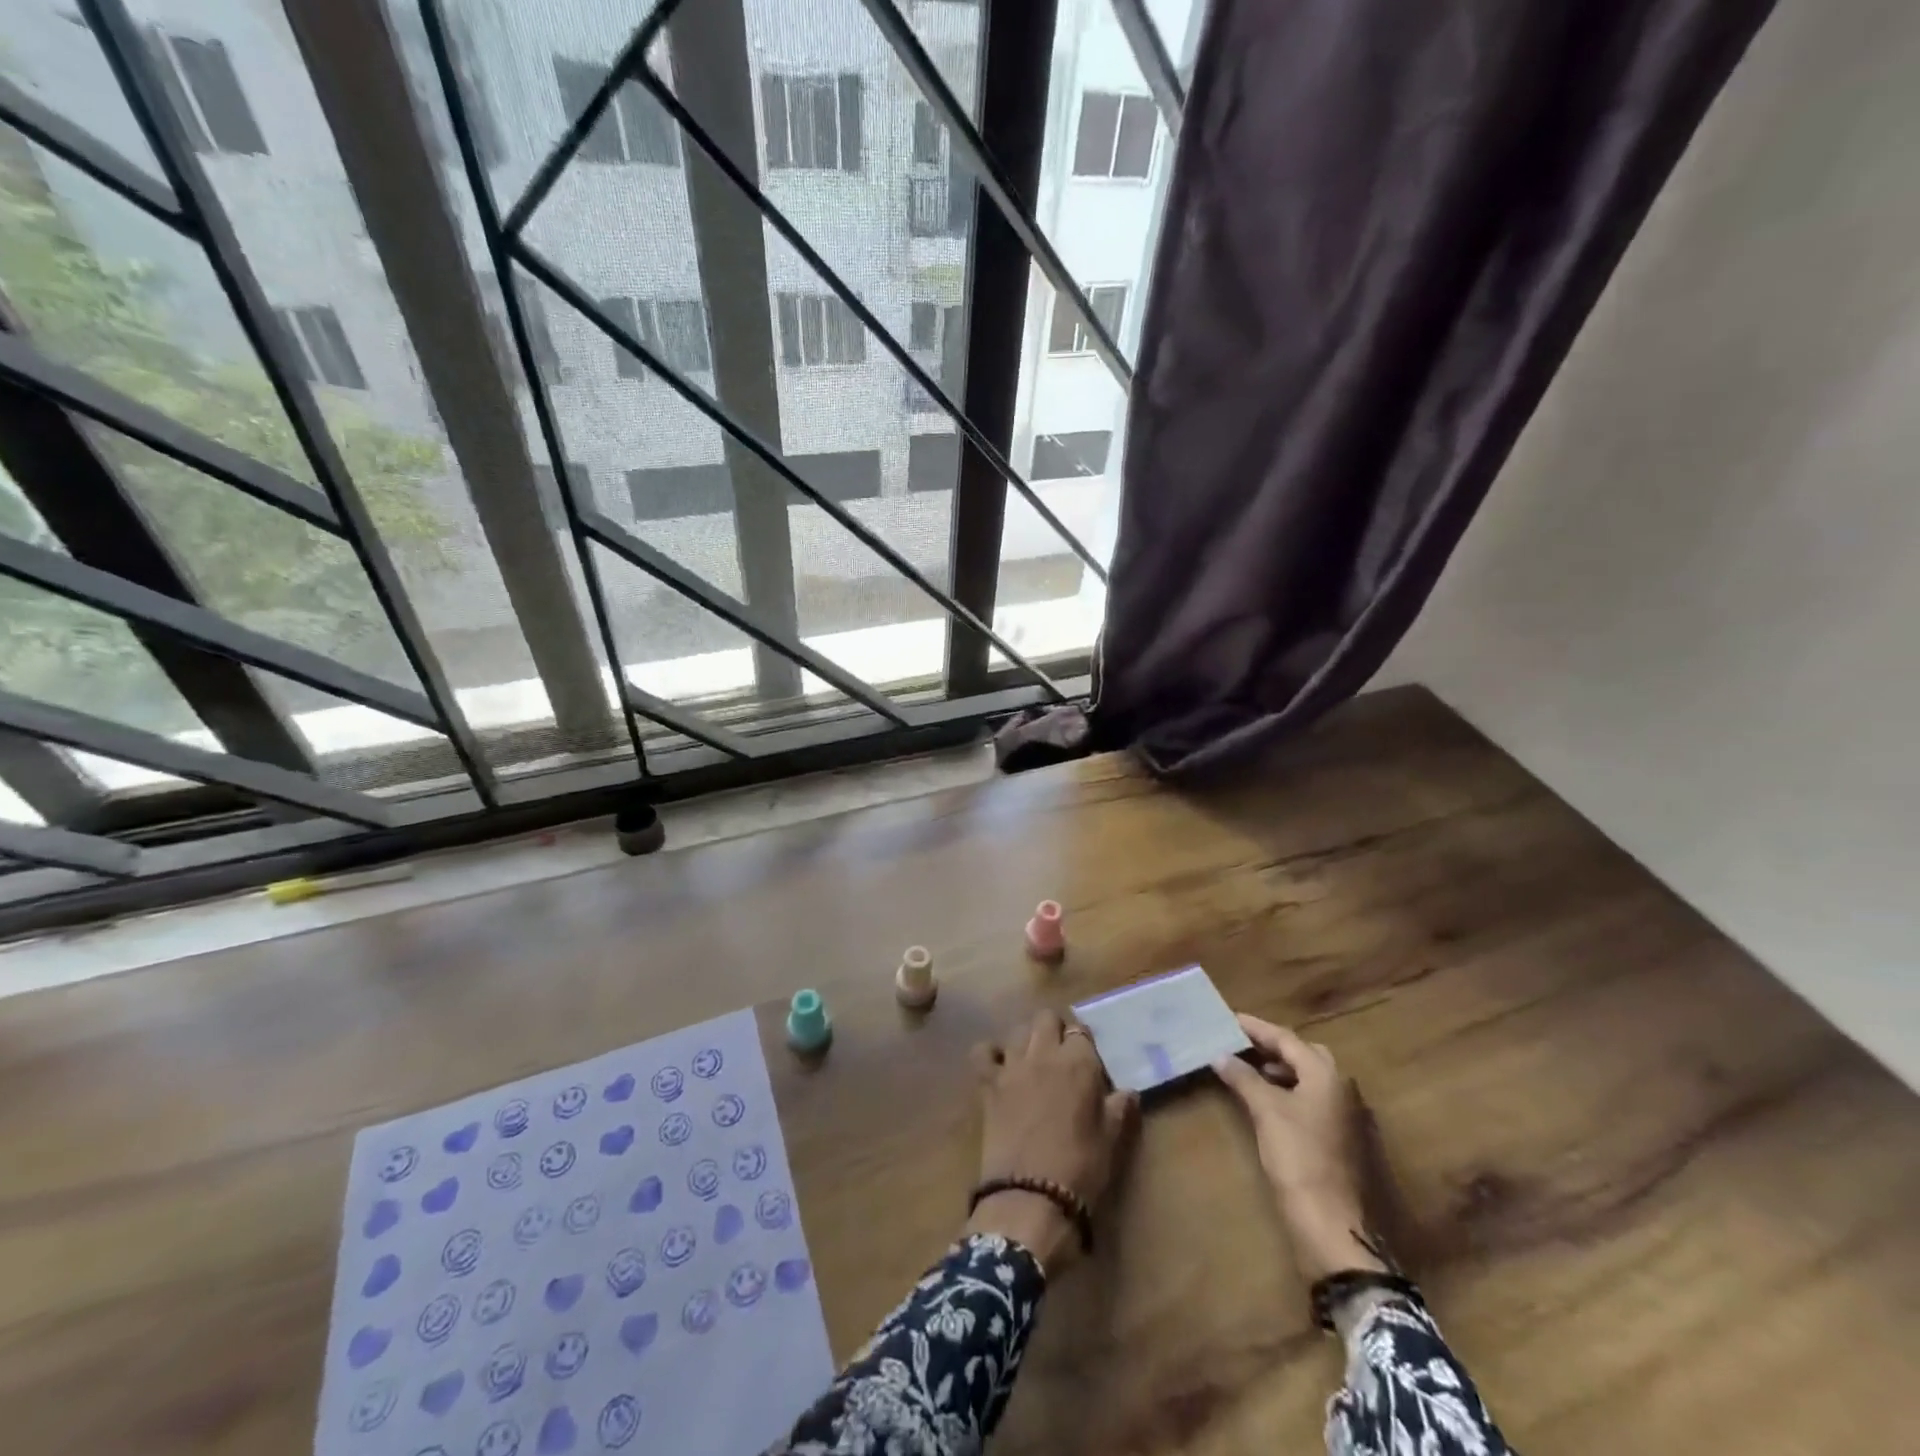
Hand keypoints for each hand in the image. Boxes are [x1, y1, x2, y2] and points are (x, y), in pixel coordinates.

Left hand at [966, 1010, 1138, 1269]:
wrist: (1031, 1197)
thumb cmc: (1081, 1169)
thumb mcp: (1111, 1141)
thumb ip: (1119, 1109)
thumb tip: (1129, 1092)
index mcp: (1078, 1063)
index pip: (1081, 1032)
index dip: (1084, 1044)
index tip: (1087, 1062)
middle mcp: (1044, 1054)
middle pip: (1046, 1018)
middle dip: (1055, 1030)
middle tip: (1061, 1056)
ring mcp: (1012, 1066)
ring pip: (1018, 1030)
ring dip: (1027, 1040)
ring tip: (1034, 1062)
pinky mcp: (988, 1084)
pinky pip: (983, 1053)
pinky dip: (990, 1054)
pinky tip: (999, 1068)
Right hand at [1212, 1014, 1385, 1281]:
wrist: (1334, 1224)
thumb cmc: (1299, 1158)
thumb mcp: (1266, 1112)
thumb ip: (1243, 1078)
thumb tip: (1220, 1055)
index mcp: (1326, 1074)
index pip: (1286, 1039)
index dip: (1256, 1028)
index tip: (1229, 1019)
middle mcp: (1342, 1087)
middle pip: (1304, 1054)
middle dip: (1273, 1047)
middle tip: (1241, 1044)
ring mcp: (1347, 1115)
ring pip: (1311, 1078)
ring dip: (1281, 1070)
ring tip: (1250, 1071)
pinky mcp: (1344, 1138)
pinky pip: (1314, 1099)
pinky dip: (1291, 1091)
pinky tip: (1270, 1103)